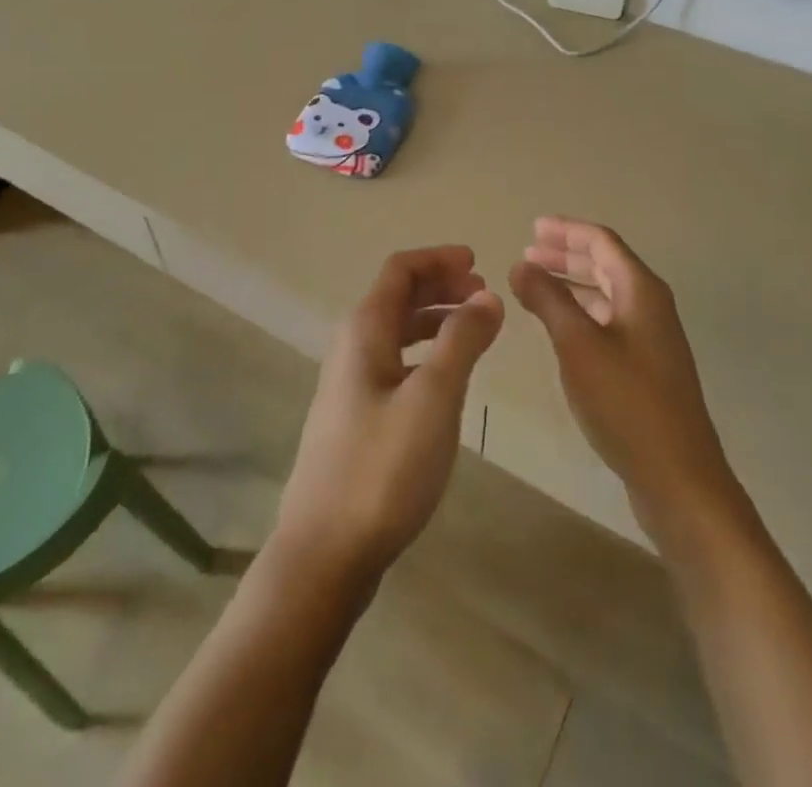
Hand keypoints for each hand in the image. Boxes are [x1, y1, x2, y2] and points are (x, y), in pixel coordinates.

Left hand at [274, 246, 503, 587]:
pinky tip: (446, 378)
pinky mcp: (355, 417)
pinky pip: (395, 362)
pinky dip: (425, 353)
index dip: (439, 259)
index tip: (478, 263)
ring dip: (434, 320)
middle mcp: (352, 347)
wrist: (325, 553)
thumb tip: (487, 296)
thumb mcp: (435, 397)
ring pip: (396, 331)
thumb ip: (462, 340)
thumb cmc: (383, 467)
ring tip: (473, 330)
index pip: (400, 269)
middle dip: (440, 286)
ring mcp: (350, 384)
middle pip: (397, 296)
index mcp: (365, 329)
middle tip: (483, 296)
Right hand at [510, 218, 738, 541]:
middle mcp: (650, 306)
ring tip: (535, 284)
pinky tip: (559, 326)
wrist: (678, 477)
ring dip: (571, 284)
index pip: (602, 241)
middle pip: (606, 264)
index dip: (566, 230)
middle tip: (528, 252)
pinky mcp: (646, 367)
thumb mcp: (578, 345)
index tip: (532, 227)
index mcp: (641, 290)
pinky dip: (581, 313)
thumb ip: (548, 300)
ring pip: (606, 294)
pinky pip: (608, 321)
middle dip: (566, 255)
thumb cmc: (626, 402)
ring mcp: (651, 338)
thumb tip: (521, 264)